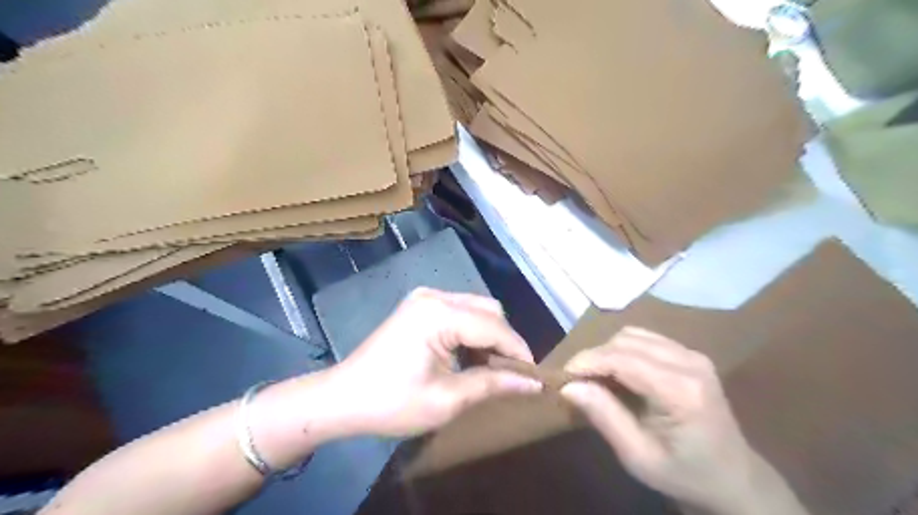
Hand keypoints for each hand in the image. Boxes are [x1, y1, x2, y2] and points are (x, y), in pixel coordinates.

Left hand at [322, 288, 539, 436]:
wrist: (342, 398)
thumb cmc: (391, 403)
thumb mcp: (447, 400)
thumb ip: (493, 384)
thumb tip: (533, 384)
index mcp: (439, 314)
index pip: (494, 326)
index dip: (518, 351)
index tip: (534, 377)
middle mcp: (434, 296)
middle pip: (488, 310)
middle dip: (505, 341)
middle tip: (511, 375)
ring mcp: (425, 298)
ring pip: (476, 309)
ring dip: (489, 337)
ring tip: (491, 370)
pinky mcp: (420, 306)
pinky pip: (460, 312)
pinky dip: (472, 333)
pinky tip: (469, 357)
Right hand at [563, 328, 764, 513]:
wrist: (734, 478)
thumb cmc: (684, 475)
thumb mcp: (638, 457)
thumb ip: (604, 417)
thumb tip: (568, 386)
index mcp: (681, 391)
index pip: (622, 358)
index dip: (586, 362)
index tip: (562, 377)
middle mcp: (689, 362)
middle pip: (624, 341)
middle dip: (593, 357)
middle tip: (575, 382)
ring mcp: (692, 354)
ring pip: (632, 334)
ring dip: (607, 352)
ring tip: (595, 377)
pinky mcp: (690, 353)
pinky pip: (644, 338)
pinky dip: (622, 350)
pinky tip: (618, 372)